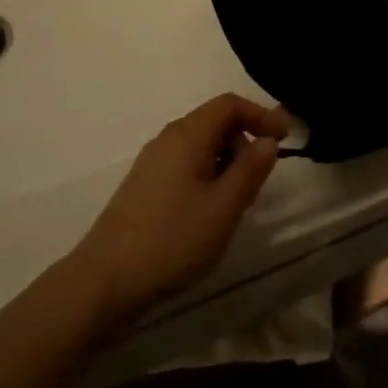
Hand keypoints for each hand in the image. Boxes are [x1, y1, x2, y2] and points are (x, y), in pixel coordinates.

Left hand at [69, 93, 286, 315]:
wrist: (103, 283)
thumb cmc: (172, 239)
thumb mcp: (225, 206)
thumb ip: (251, 169)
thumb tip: (267, 141)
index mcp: (188, 135)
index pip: (230, 104)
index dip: (261, 114)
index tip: (285, 138)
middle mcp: (168, 139)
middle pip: (215, 121)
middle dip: (244, 141)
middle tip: (258, 179)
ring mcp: (151, 163)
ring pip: (200, 145)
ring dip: (226, 162)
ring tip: (234, 202)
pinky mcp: (142, 187)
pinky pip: (185, 164)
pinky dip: (206, 175)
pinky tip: (206, 213)